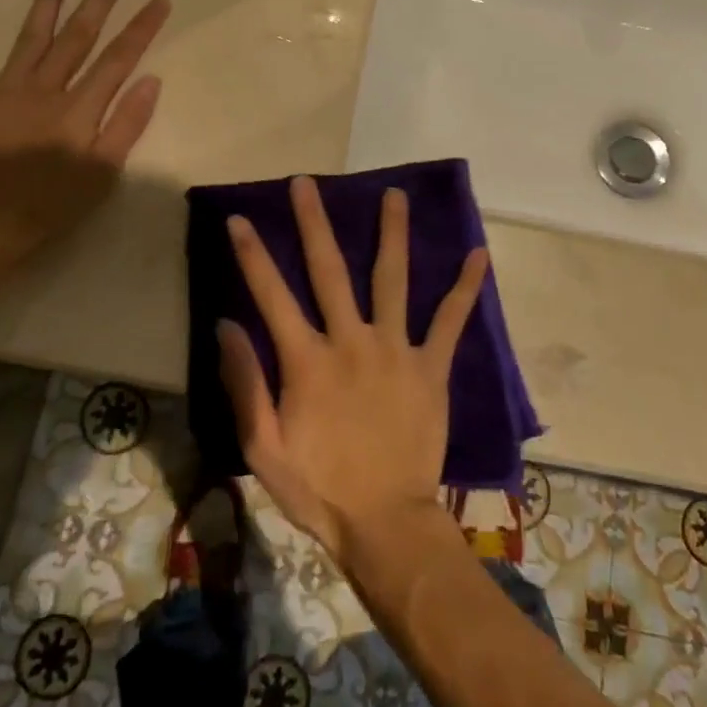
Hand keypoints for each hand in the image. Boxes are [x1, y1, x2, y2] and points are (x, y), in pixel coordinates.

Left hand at [0, 0, 169, 268]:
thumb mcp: (102, 174)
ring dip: (48, 0)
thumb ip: (127, 125)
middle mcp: (45, 88)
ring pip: (31, 35)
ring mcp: (2, 88)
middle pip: (78, 35)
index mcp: (80, 107)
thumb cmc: (49, 206)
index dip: (141, 27)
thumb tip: (150, 80)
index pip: (119, 58)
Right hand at [217, 176, 489, 569]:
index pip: (272, 294)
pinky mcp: (431, 367)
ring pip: (392, 279)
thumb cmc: (320, 489)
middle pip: (330, 270)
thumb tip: (226, 324)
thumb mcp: (263, 448)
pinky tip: (480, 254)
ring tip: (394, 193)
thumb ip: (245, 383)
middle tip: (307, 182)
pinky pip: (451, 321)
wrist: (385, 523)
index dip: (253, 254)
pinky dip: (466, 288)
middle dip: (315, 223)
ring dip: (392, 233)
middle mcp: (351, 341)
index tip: (240, 218)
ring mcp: (396, 350)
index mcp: (308, 360)